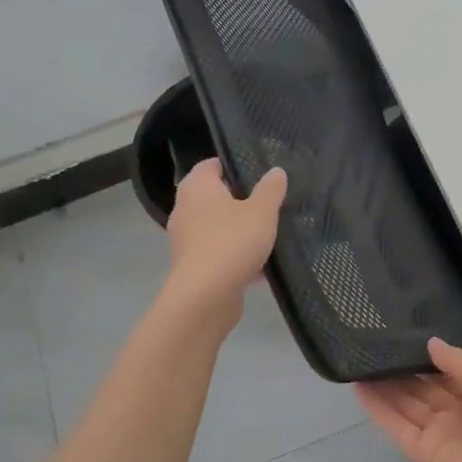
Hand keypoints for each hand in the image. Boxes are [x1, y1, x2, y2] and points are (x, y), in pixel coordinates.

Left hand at [163, 160, 286, 329]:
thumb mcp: (262, 212)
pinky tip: (260, 266)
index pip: (211, 165)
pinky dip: (235, 255)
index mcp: (197, 187)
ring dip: (239, 231)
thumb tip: (276, 171)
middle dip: (240, 201)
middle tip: (269, 204)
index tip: (259, 174)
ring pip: (217, 227)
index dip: (234, 166)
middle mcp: (185, 209)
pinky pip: (218, 252)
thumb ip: (270, 190)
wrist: (206, 296)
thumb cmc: (232, 242)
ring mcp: (186, 239)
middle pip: (215, 197)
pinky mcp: (192, 266)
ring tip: (268, 235)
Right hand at [355, 339, 461, 461]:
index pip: (442, 375)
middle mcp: (455, 413)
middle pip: (419, 391)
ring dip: (382, 388)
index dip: (420, 361)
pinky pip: (398, 427)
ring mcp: (437, 433)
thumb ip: (455, 360)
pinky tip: (359, 388)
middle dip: (397, 373)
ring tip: (357, 364)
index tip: (396, 341)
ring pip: (404, 406)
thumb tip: (431, 343)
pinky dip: (378, 410)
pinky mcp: (422, 452)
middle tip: (369, 349)